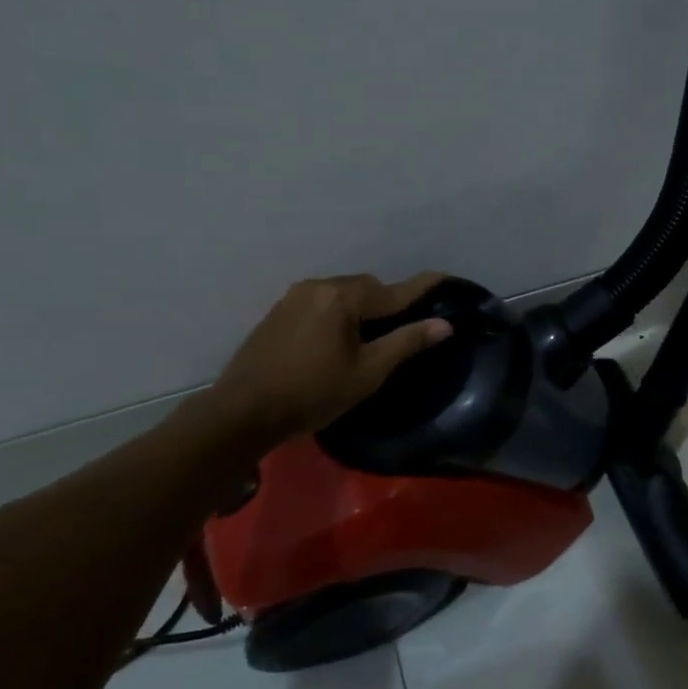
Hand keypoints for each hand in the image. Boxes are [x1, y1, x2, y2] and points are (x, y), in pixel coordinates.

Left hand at [214, 272, 451, 441]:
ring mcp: (293, 297)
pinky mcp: (278, 312)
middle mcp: (318, 286)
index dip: (423, 286)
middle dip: (388, 302)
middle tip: (404, 326)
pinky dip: (338, 313)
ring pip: (342, 294)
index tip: (445, 275)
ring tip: (371, 335)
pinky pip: (321, 303)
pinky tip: (338, 338)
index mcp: (343, 297)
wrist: (242, 413)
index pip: (394, 290)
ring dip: (361, 308)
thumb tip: (444, 324)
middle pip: (367, 288)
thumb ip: (406, 342)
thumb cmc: (313, 394)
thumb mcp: (368, 372)